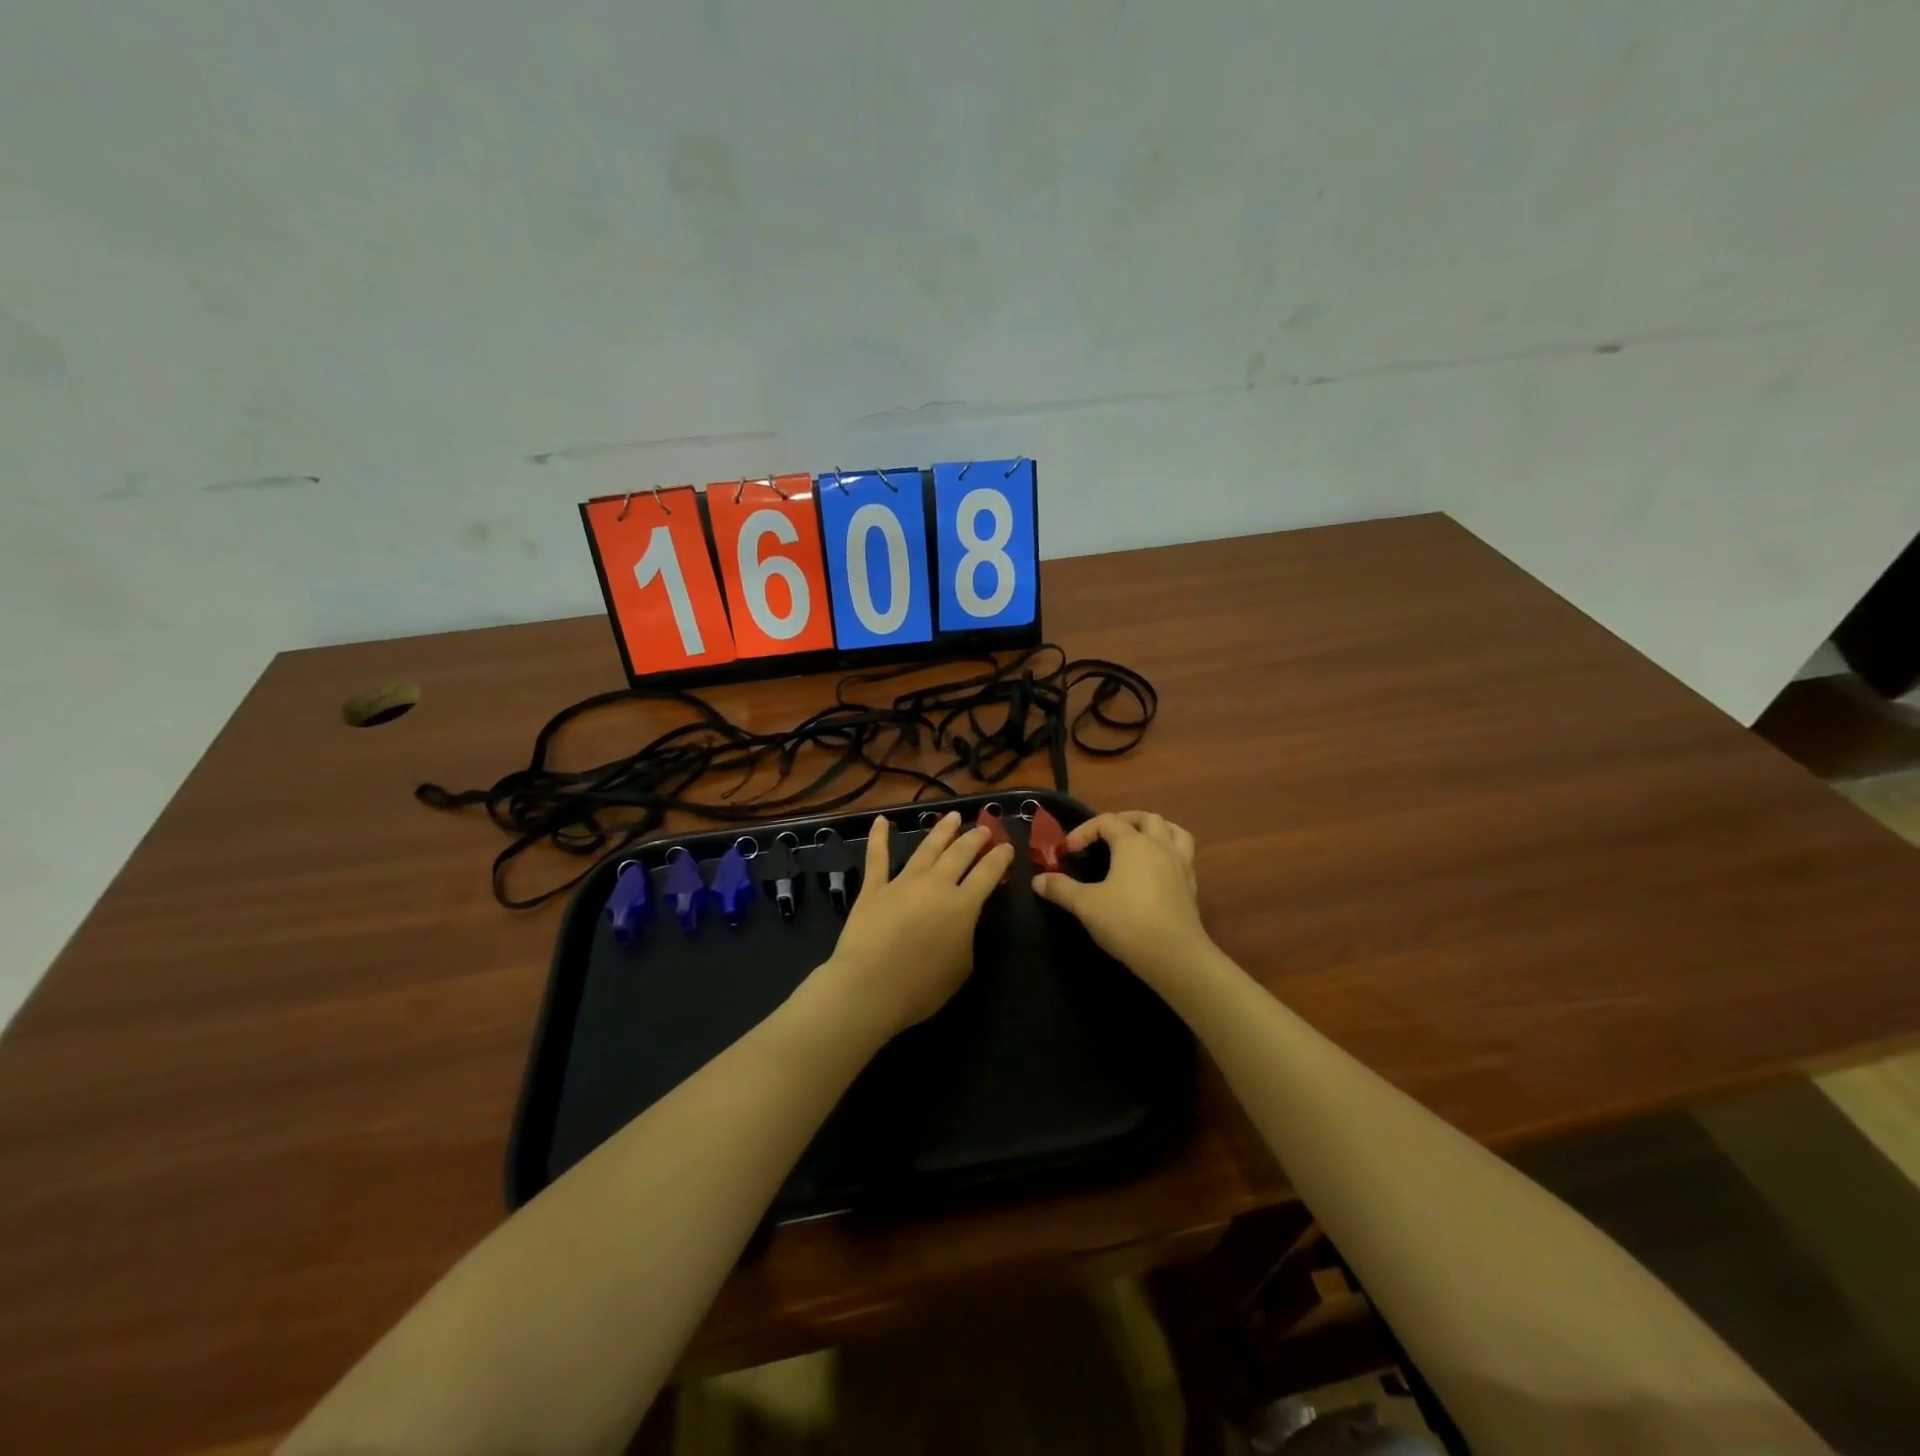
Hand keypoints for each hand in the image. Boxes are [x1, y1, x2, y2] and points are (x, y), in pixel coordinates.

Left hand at [816, 810, 1013, 1041]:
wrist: (870, 988)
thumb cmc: (922, 987)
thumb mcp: (962, 966)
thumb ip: (965, 936)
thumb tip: (961, 920)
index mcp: (963, 905)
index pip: (988, 873)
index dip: (1000, 858)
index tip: (1007, 846)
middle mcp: (936, 885)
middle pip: (960, 853)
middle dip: (974, 838)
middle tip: (983, 829)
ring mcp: (903, 882)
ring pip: (926, 848)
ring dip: (942, 830)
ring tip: (953, 816)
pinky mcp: (874, 888)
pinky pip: (877, 857)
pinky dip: (878, 837)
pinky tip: (882, 820)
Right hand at [1032, 812, 1208, 988]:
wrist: (1175, 956)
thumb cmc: (1127, 922)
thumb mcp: (1086, 905)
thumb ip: (1061, 889)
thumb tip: (1038, 880)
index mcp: (1133, 844)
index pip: (1107, 821)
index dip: (1084, 831)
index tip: (1068, 851)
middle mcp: (1160, 846)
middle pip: (1145, 818)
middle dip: (1123, 821)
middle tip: (1105, 837)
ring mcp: (1180, 865)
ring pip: (1174, 831)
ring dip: (1155, 830)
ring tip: (1139, 841)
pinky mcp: (1191, 886)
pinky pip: (1184, 855)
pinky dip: (1170, 852)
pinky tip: (1157, 870)